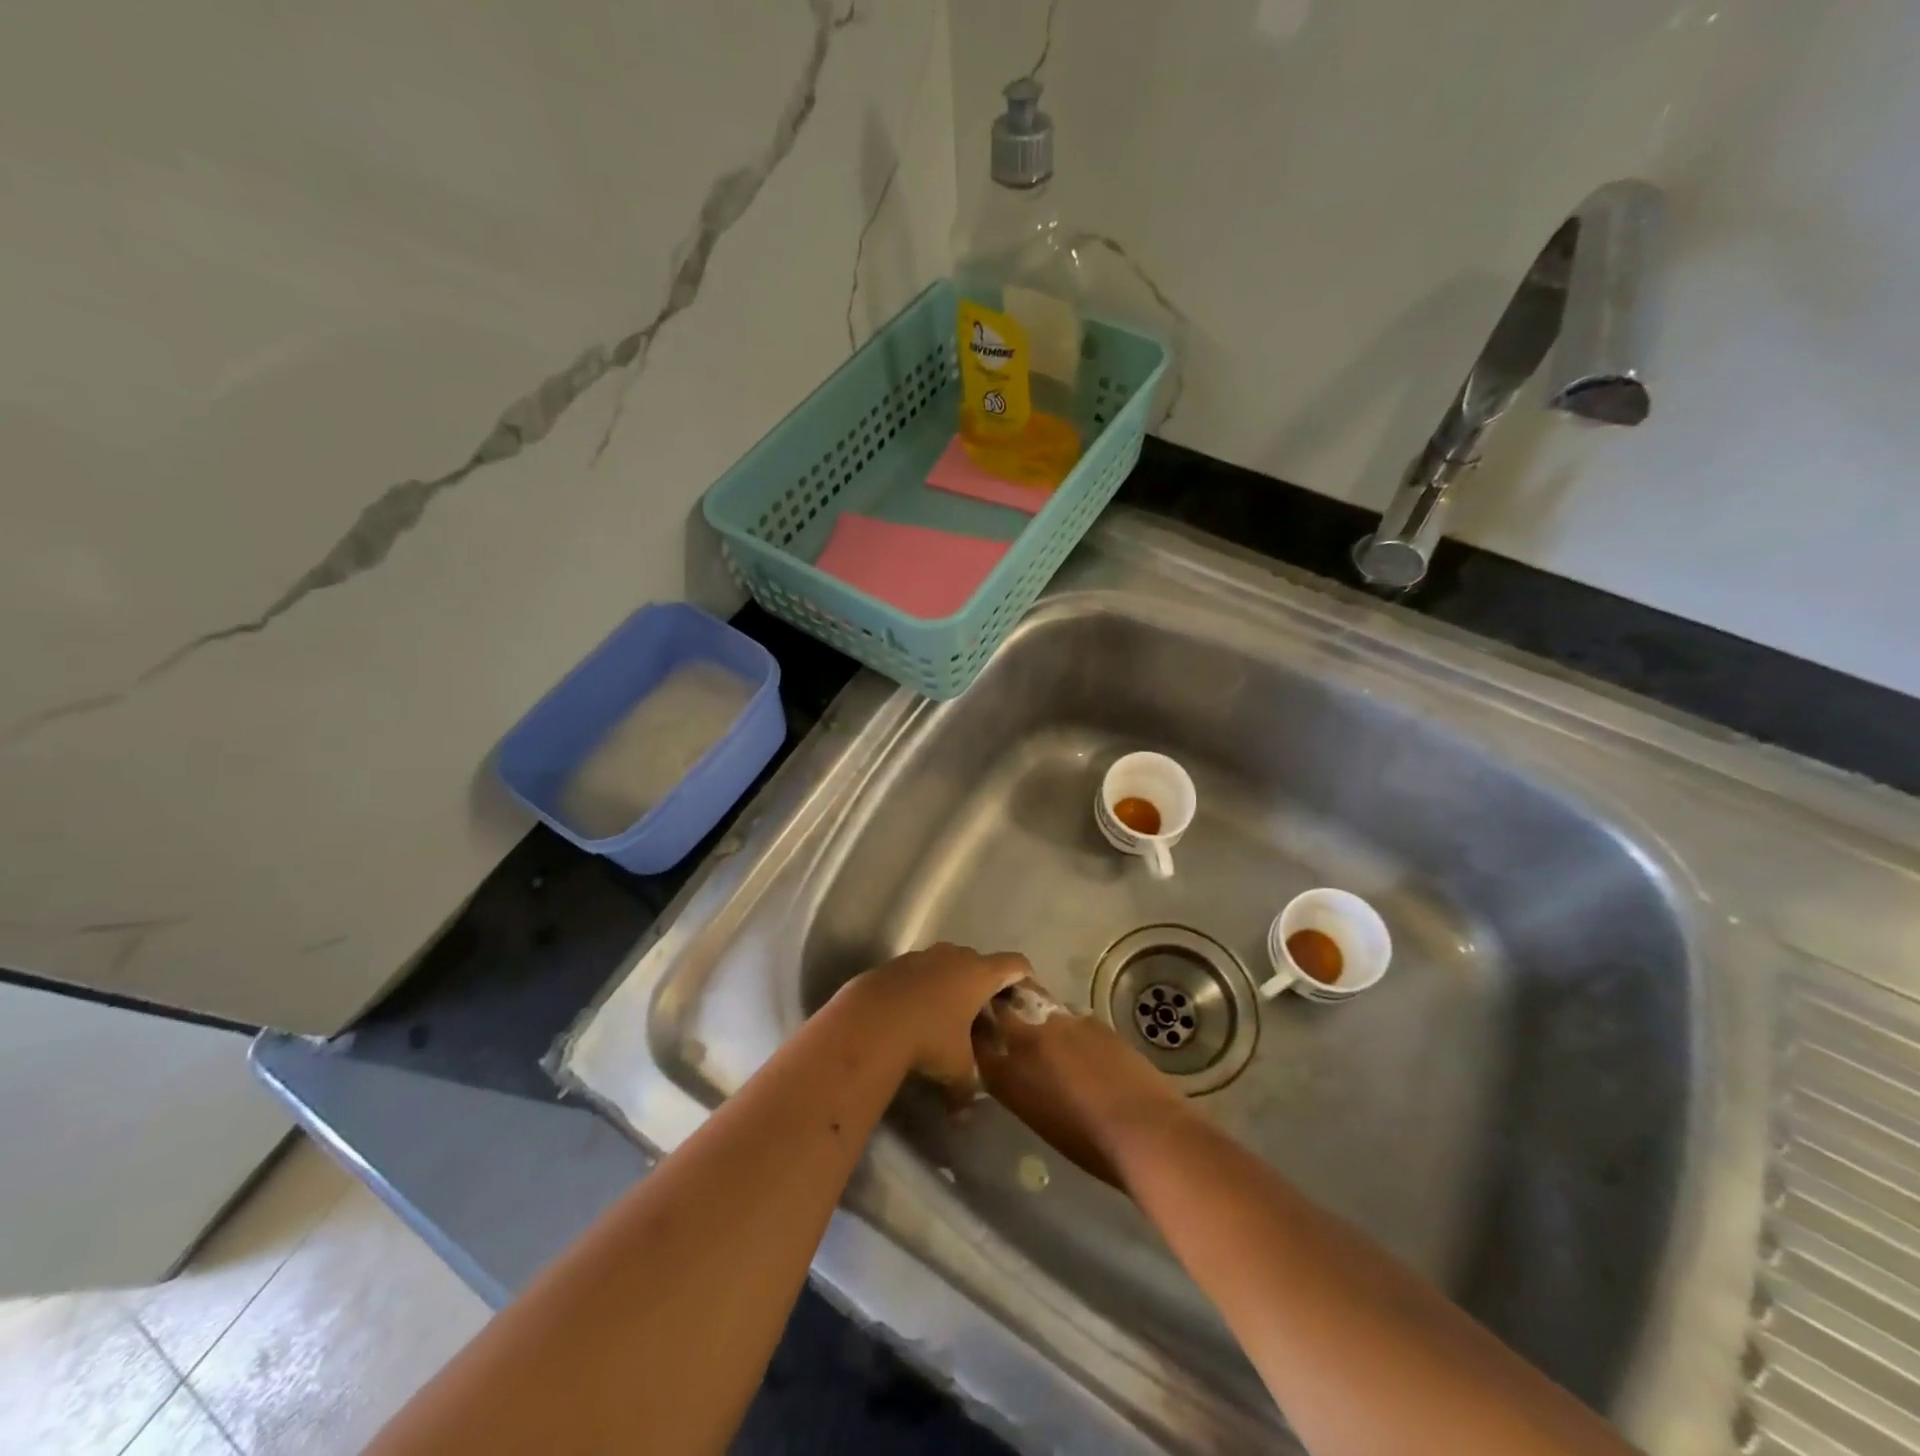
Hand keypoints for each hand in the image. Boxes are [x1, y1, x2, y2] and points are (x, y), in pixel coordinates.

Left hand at [834, 944, 1031, 1094]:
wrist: (870, 1021)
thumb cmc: (928, 1039)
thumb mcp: (955, 1070)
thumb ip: (966, 1090)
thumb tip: (964, 1117)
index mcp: (979, 974)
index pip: (1015, 964)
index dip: (1023, 977)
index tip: (1021, 996)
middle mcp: (954, 956)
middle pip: (980, 961)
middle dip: (983, 984)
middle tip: (981, 1014)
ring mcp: (923, 956)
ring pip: (947, 962)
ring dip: (951, 982)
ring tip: (946, 1014)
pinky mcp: (896, 962)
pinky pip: (919, 970)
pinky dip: (923, 985)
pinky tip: (914, 1012)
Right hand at [973, 989, 1192, 1188]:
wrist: (1144, 1130)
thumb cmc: (1089, 1145)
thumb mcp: (1038, 1119)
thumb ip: (1020, 1086)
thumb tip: (1018, 1070)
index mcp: (1007, 1073)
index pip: (977, 1040)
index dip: (976, 1033)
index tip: (977, 1032)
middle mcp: (1026, 1039)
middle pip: (1003, 1010)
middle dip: (1000, 1009)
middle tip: (1005, 1018)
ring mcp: (1060, 1023)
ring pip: (1038, 1008)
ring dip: (1037, 1017)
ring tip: (1051, 1036)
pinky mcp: (1091, 1019)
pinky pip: (1071, 1018)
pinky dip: (1071, 1028)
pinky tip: (1086, 1048)